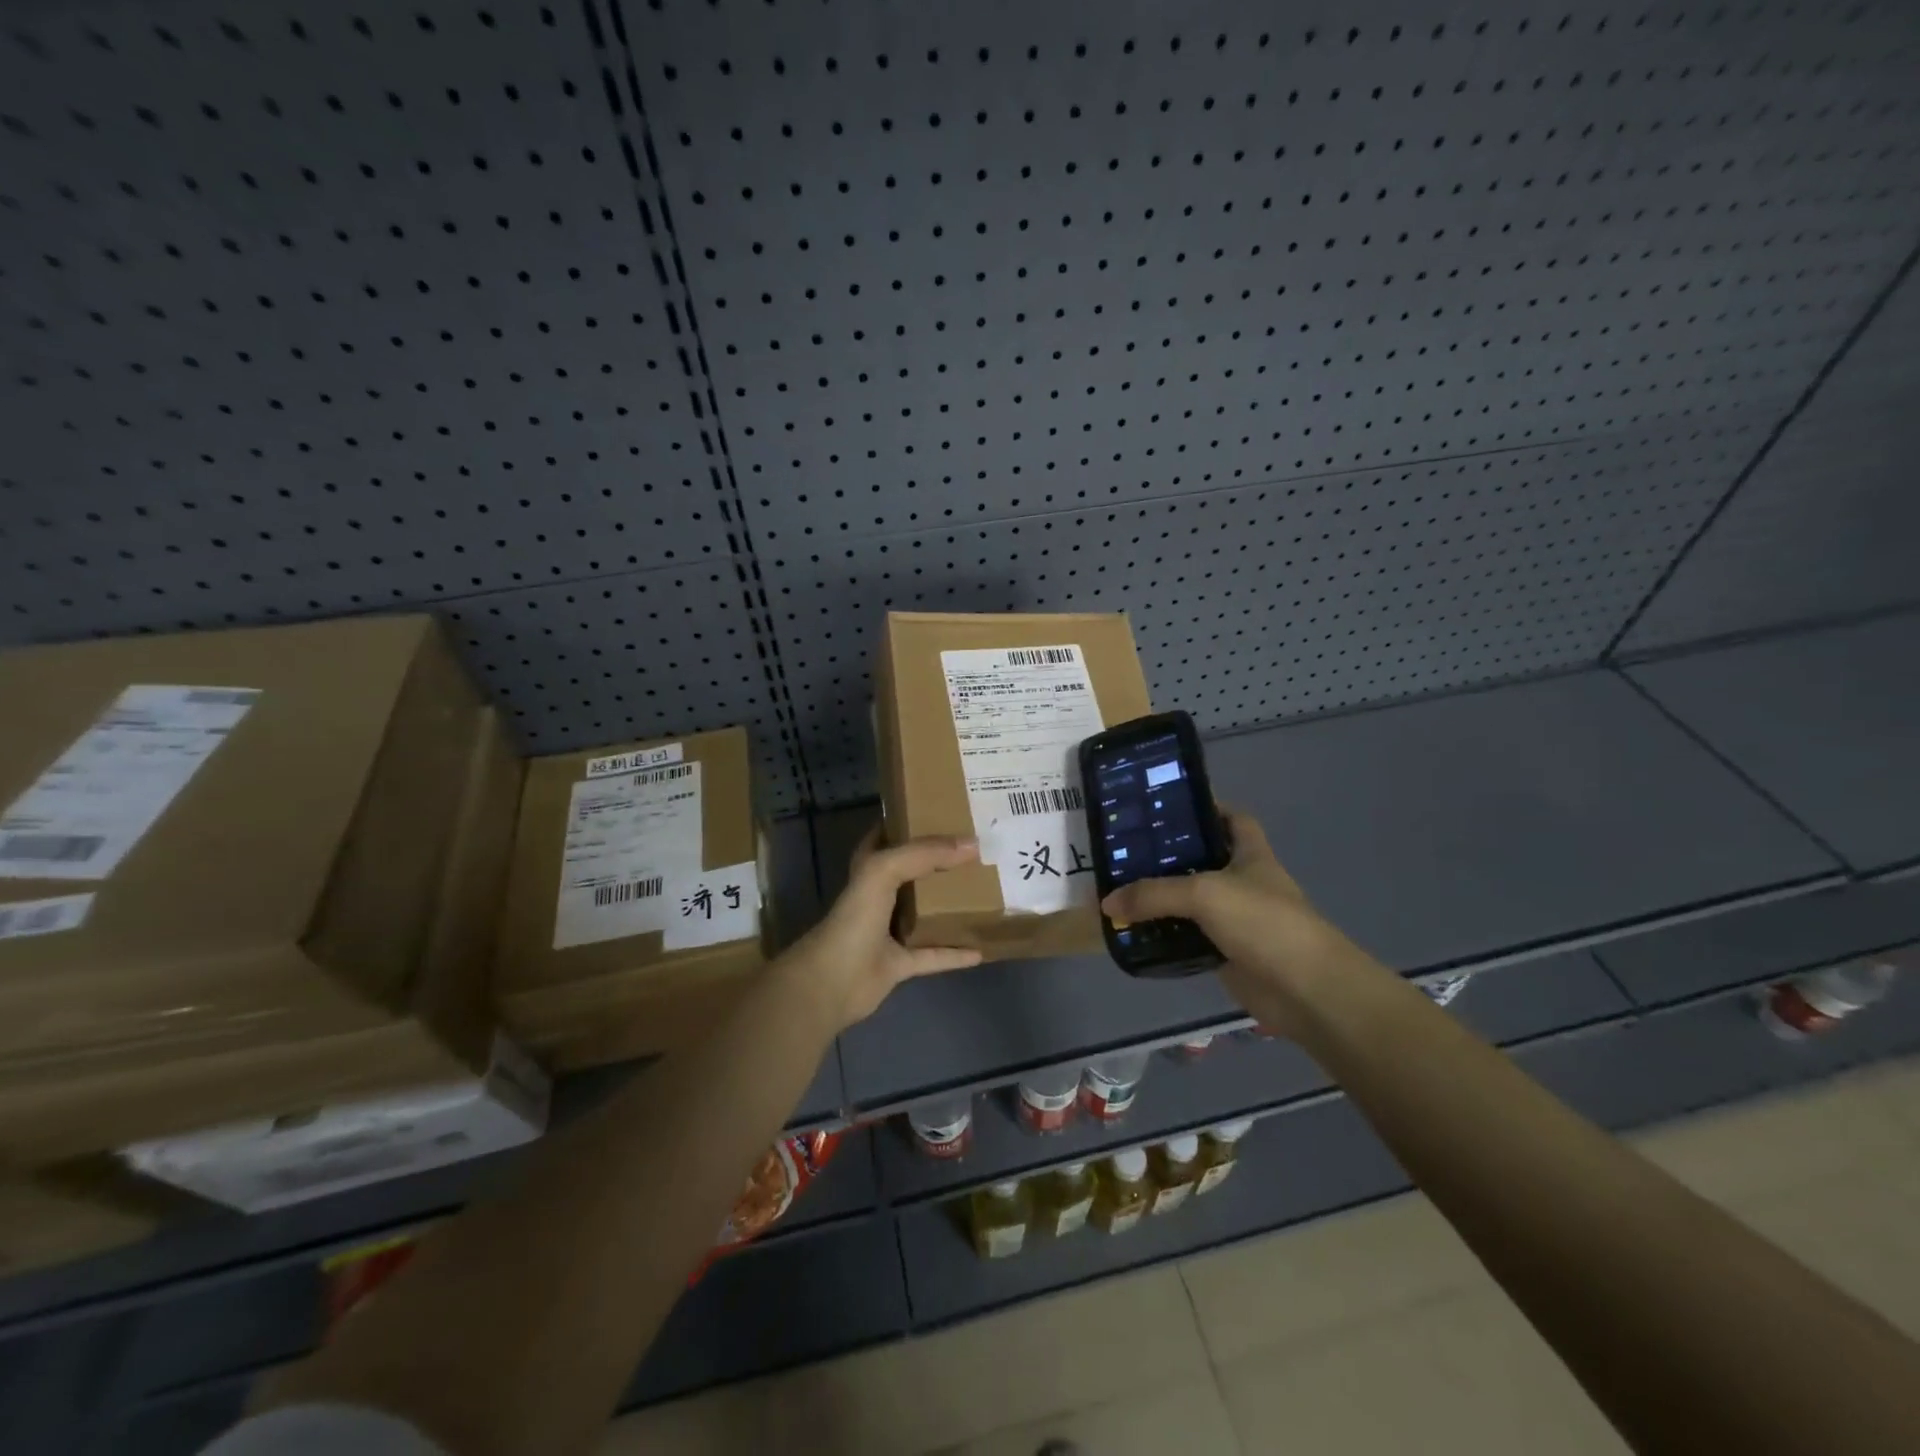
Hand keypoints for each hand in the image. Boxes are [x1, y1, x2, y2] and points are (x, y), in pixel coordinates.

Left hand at [781, 827, 983, 1029]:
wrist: (833, 981)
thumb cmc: (855, 917)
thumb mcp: (885, 870)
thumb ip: (925, 853)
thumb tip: (972, 844)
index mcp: (869, 868)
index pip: (889, 835)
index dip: (911, 821)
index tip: (944, 811)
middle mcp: (878, 895)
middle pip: (913, 873)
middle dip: (940, 862)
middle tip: (977, 851)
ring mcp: (888, 931)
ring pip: (924, 913)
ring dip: (949, 906)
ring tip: (984, 894)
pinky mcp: (899, 964)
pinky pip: (933, 955)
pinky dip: (955, 954)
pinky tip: (981, 950)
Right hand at [1099, 810, 1373, 1035]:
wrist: (1306, 990)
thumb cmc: (1264, 923)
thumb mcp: (1205, 894)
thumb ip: (1154, 894)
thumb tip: (1107, 902)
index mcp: (1250, 854)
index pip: (1231, 818)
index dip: (1205, 807)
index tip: (1164, 806)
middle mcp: (1243, 882)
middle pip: (1202, 859)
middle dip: (1167, 854)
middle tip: (1124, 850)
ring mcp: (1236, 919)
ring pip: (1191, 901)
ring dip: (1161, 898)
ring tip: (1119, 888)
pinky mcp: (1226, 953)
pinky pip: (1188, 937)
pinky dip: (1165, 936)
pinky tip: (1135, 931)